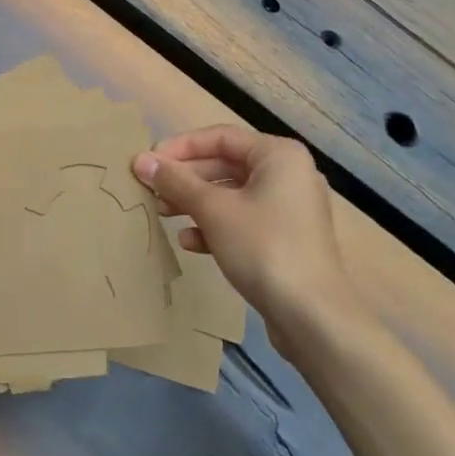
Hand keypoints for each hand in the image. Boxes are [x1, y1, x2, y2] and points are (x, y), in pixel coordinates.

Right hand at [134, 125, 349, 339]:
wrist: (313, 317)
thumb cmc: (263, 247)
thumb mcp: (214, 210)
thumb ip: (176, 182)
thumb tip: (141, 161)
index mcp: (278, 155)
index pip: (220, 137)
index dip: (181, 147)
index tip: (150, 162)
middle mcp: (288, 174)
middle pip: (226, 165)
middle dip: (187, 178)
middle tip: (152, 190)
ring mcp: (290, 209)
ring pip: (233, 195)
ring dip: (196, 203)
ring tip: (163, 214)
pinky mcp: (286, 240)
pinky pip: (244, 221)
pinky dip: (216, 226)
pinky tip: (190, 242)